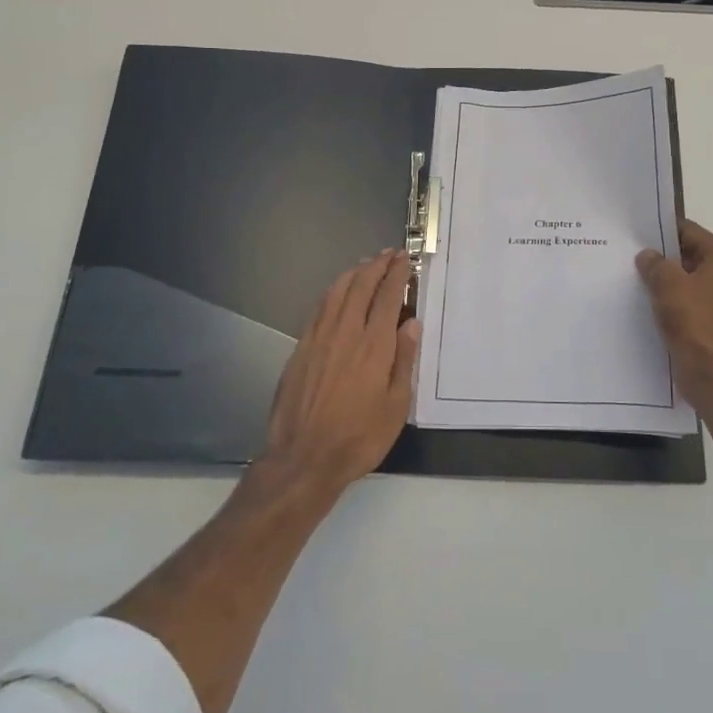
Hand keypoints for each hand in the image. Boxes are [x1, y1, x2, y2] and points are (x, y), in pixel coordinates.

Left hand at [259, 250, 420, 495]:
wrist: (303, 458)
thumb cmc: (359, 437)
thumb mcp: (396, 406)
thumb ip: (404, 361)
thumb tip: (412, 323)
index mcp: (374, 346)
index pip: (387, 296)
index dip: (397, 273)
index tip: (404, 258)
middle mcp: (346, 333)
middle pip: (361, 286)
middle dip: (376, 265)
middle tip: (389, 254)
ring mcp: (319, 338)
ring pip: (336, 292)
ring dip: (353, 273)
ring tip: (365, 264)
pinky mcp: (300, 348)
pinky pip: (319, 308)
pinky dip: (332, 292)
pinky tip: (337, 292)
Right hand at [636, 219, 712, 405]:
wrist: (709, 371)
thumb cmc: (693, 319)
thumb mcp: (668, 282)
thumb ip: (655, 263)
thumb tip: (647, 256)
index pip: (690, 231)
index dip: (664, 229)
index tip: (638, 231)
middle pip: (689, 255)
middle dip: (662, 256)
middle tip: (631, 253)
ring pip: (685, 280)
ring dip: (664, 279)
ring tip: (634, 277)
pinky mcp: (709, 322)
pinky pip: (685, 301)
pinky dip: (669, 299)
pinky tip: (646, 301)